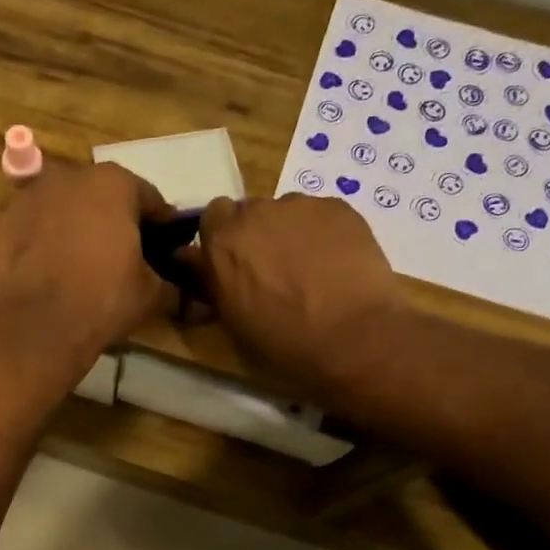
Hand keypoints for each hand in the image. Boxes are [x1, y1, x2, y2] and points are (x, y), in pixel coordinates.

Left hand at [0, 161, 176, 374]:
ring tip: (83, 263)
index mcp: (114, 182)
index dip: (161, 226)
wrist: (37, 326)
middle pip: (102, 196)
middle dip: (115, 219)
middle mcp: (70, 176)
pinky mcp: (2, 222)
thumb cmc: (103, 299)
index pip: (149, 199)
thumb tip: (186, 291)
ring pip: (65, 207)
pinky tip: (52, 269)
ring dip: (77, 226)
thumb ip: (170, 281)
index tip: (165, 249)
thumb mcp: (151, 293)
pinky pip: (35, 227)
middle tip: (124, 255)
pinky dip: (44, 240)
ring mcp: (30, 196)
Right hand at [191, 195, 402, 403]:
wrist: (354, 337)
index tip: (232, 263)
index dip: (222, 239)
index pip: (211, 218)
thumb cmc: (284, 343)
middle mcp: (255, 213)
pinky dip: (323, 233)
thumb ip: (211, 284)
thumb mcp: (231, 323)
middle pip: (249, 212)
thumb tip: (195, 263)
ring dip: (289, 232)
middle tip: (272, 269)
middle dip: (255, 234)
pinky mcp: (339, 207)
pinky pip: (321, 214)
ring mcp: (299, 206)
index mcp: (222, 243)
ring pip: (286, 212)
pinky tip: (337, 263)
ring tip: (311, 268)